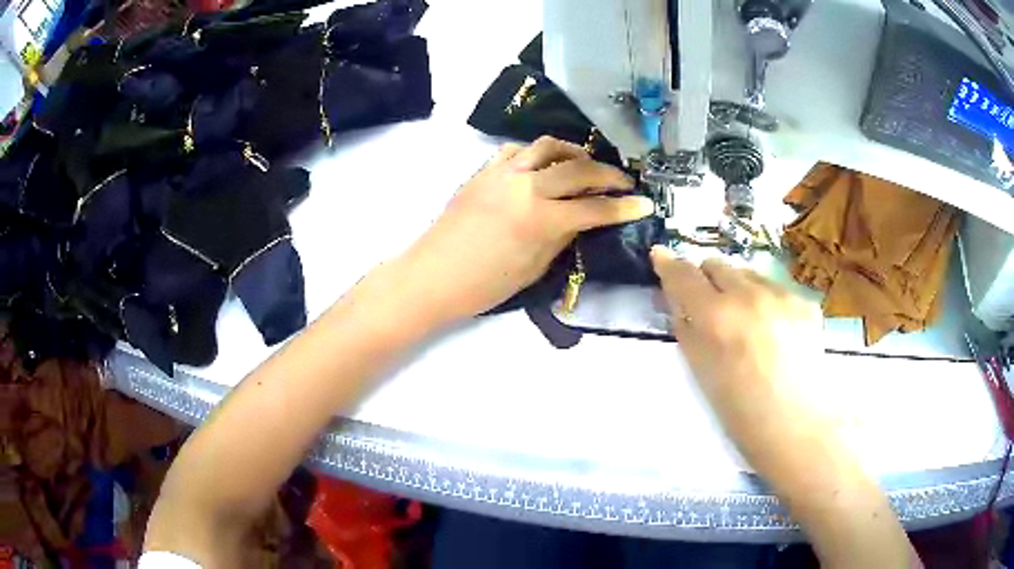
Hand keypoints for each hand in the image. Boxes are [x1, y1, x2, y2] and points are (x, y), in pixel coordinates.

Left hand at [398, 137, 654, 325]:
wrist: (432, 276)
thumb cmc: (484, 286)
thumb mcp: (533, 268)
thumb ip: (561, 236)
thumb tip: (582, 218)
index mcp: (540, 219)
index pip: (594, 207)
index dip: (624, 206)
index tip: (645, 203)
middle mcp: (525, 186)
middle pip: (578, 169)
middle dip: (608, 173)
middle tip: (623, 181)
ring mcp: (502, 173)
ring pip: (547, 147)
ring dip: (573, 152)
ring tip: (585, 163)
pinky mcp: (483, 170)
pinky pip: (517, 150)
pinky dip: (537, 153)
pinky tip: (543, 165)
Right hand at [650, 247, 824, 463]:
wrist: (799, 428)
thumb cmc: (742, 414)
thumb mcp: (702, 373)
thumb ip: (687, 330)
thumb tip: (677, 302)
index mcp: (717, 317)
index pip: (684, 275)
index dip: (669, 264)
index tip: (661, 256)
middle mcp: (750, 295)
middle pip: (718, 264)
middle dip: (707, 280)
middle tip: (710, 306)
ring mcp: (782, 294)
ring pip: (749, 273)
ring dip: (739, 289)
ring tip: (748, 323)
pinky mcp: (806, 301)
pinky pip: (776, 289)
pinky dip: (768, 302)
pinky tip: (777, 333)